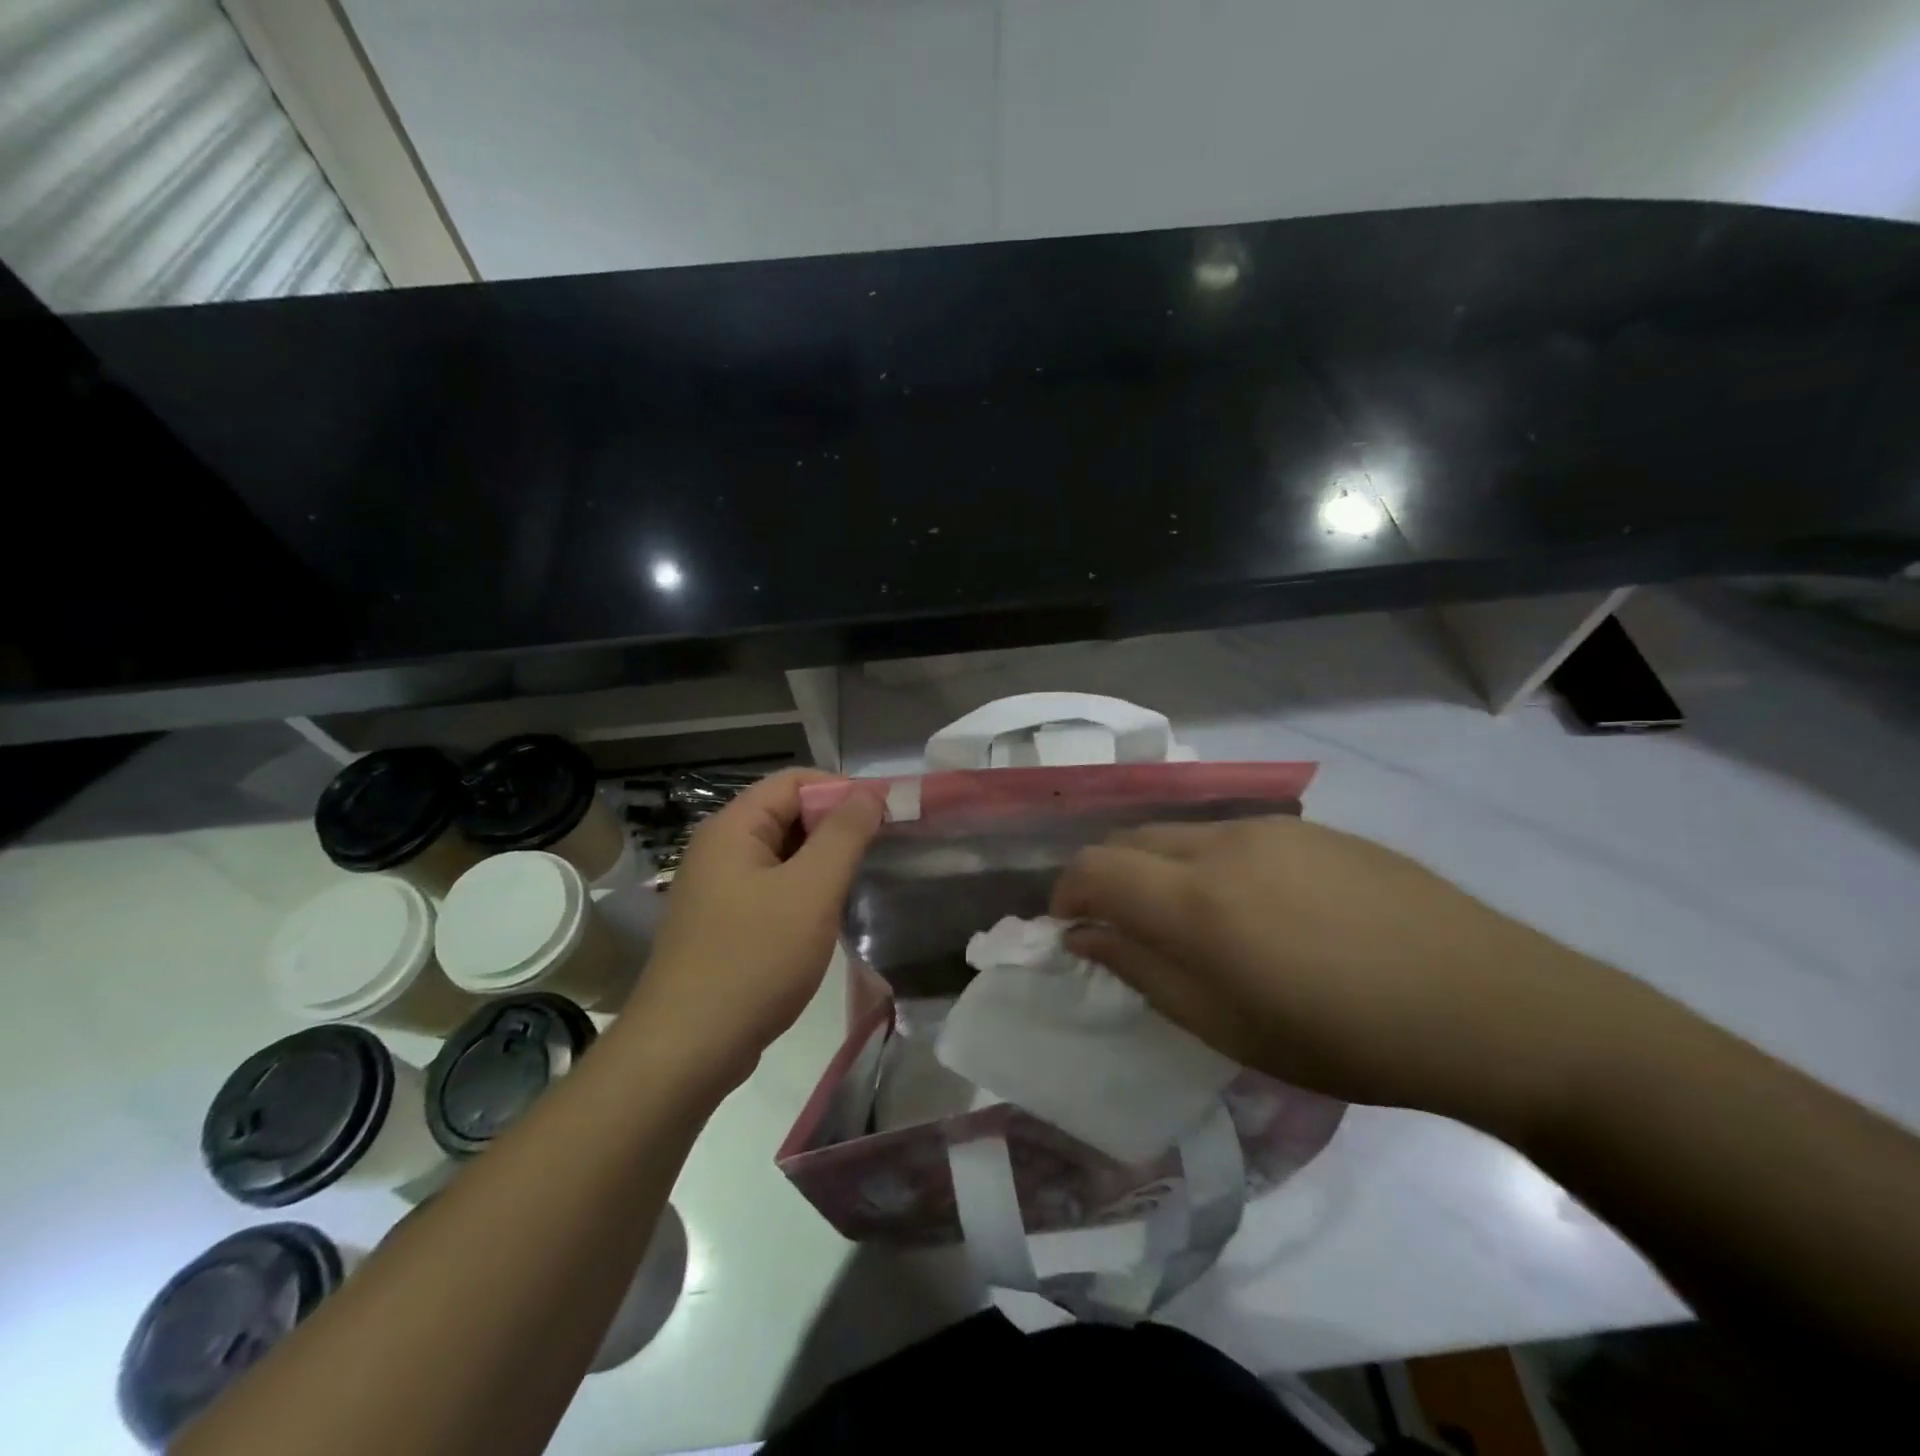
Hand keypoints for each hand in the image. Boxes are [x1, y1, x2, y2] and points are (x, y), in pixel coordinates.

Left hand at [622, 769, 882, 1094]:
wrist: (687, 1050)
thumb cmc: (754, 960)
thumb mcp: (811, 891)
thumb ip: (844, 834)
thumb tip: (871, 791)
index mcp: (733, 827)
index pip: (795, 781)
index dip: (843, 789)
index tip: (887, 814)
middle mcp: (721, 848)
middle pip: (788, 813)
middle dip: (837, 826)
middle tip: (882, 849)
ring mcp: (719, 888)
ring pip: (784, 854)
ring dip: (824, 861)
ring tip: (863, 880)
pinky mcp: (725, 923)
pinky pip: (774, 888)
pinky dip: (806, 891)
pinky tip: (830, 914)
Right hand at [1052, 815, 1633, 1135]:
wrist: (1491, 1005)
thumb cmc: (1348, 1039)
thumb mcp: (1229, 1028)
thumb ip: (1144, 972)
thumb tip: (1086, 935)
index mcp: (1197, 900)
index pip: (1094, 868)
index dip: (1066, 893)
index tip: (1068, 928)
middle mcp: (1222, 844)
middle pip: (1129, 839)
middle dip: (1104, 876)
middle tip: (1119, 927)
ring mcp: (1270, 827)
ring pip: (1178, 833)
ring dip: (1155, 868)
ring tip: (1186, 921)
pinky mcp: (1310, 828)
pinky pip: (1229, 834)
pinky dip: (1204, 861)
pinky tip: (1251, 906)